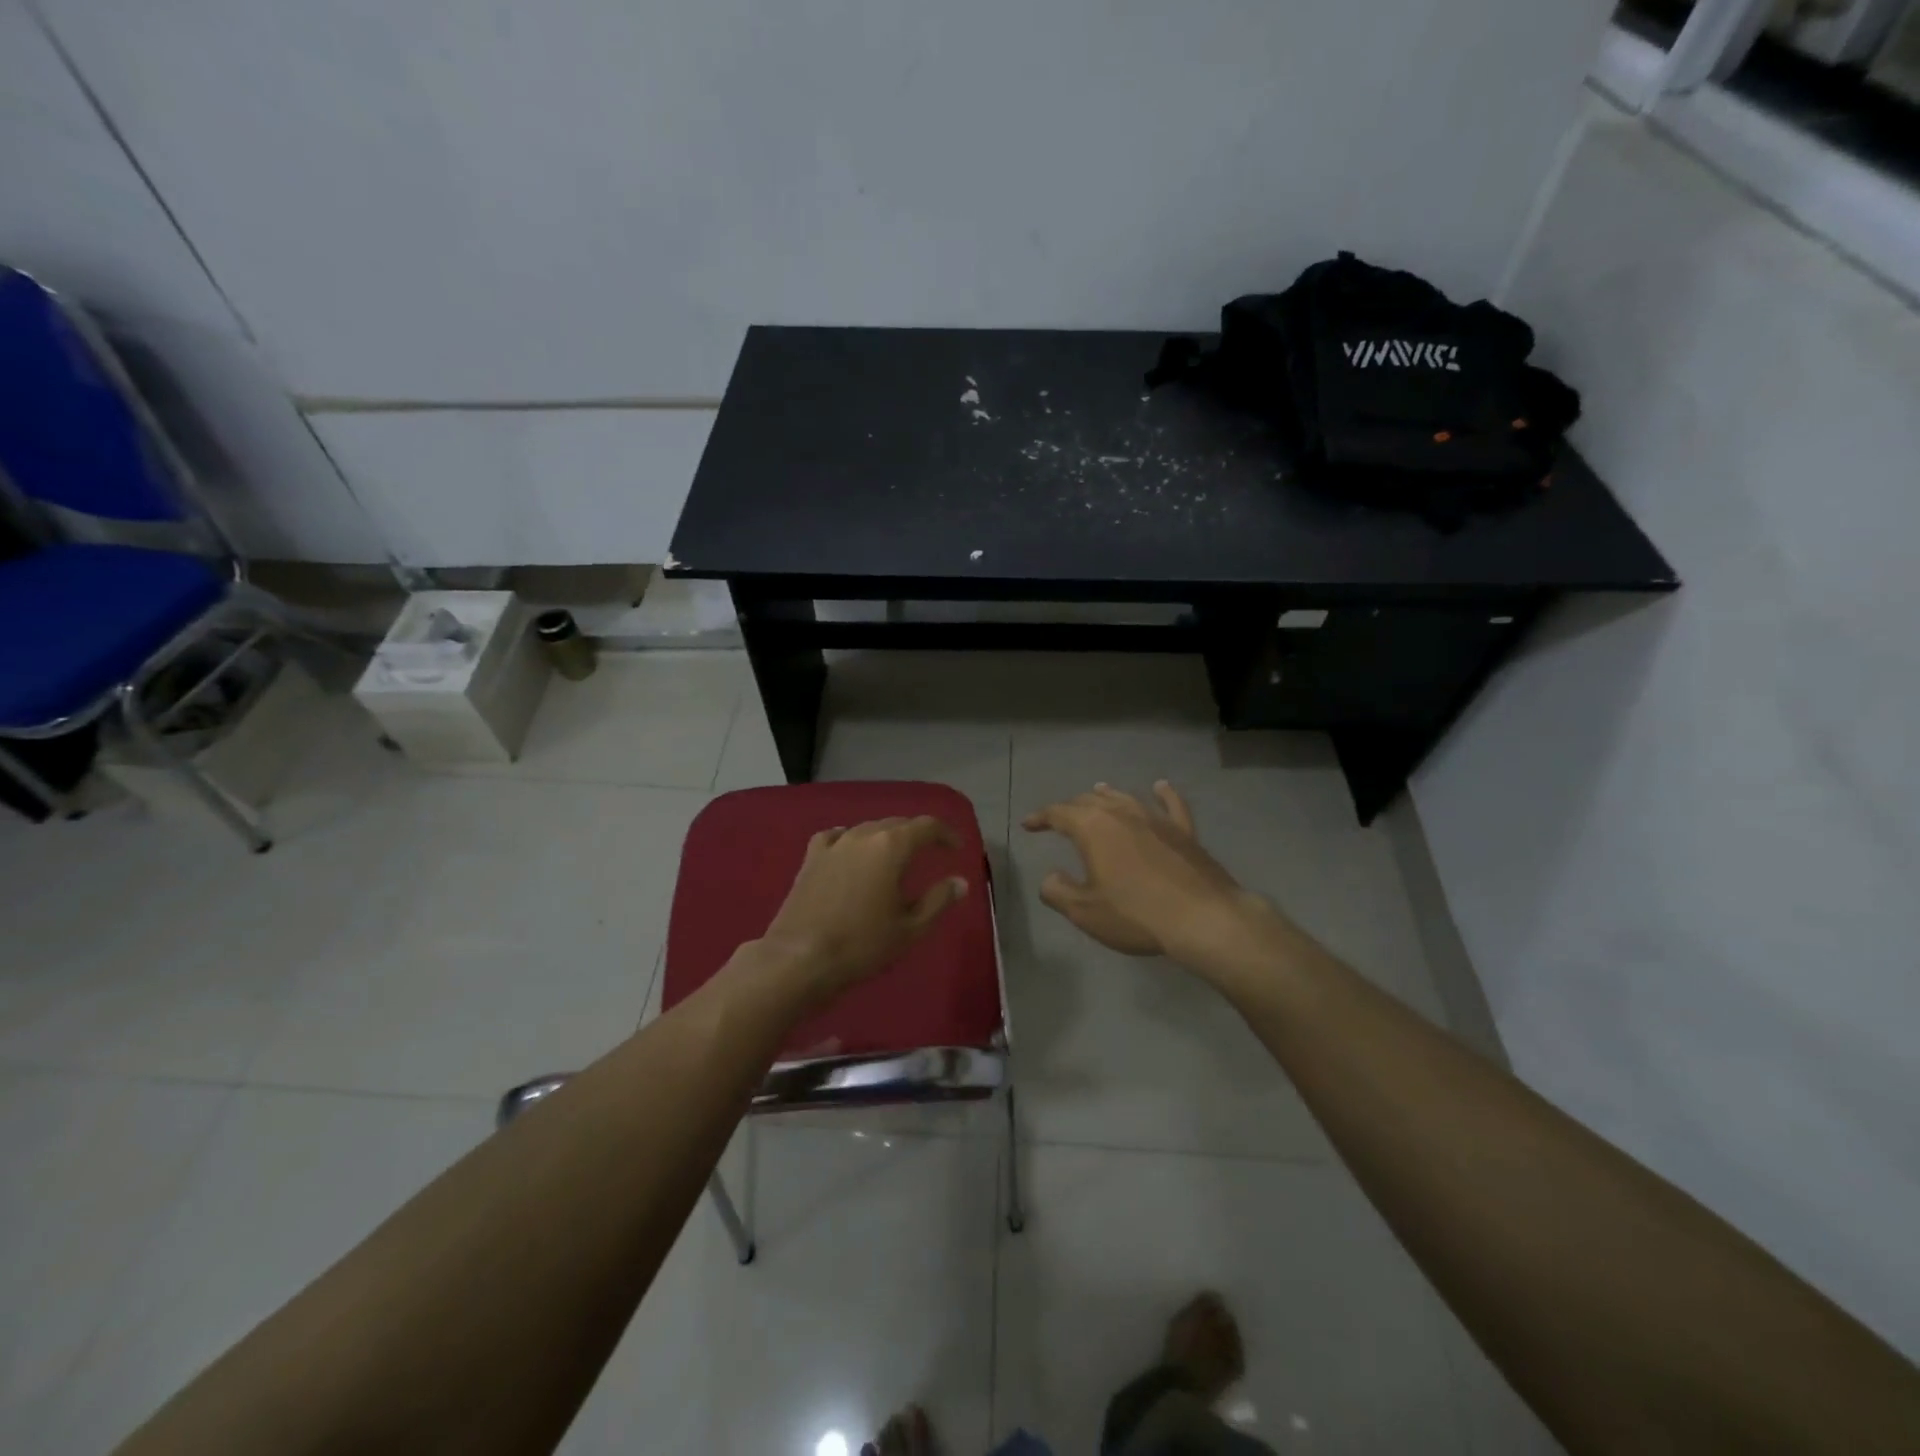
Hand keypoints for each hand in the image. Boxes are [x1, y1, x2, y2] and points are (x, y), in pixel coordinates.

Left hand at [757, 816, 968, 1007]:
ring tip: (895, 855)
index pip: (926, 826)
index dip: (945, 834)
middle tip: (931, 851)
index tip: (957, 848)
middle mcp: (863, 835)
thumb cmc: (862, 944)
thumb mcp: (910, 928)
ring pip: (867, 828)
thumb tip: (960, 882)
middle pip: (897, 823)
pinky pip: (835, 837)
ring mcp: (834, 845)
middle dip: (917, 834)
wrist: (800, 958)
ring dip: (886, 837)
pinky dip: (849, 838)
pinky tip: (850, 849)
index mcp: (891, 846)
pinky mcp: (811, 859)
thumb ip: (938, 900)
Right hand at [1021, 781, 1272, 973]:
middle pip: (1089, 802)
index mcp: (1093, 828)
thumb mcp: (1084, 911)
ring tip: (1096, 790)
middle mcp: (1122, 813)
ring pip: (1125, 798)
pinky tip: (1160, 787)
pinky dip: (1163, 794)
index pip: (1058, 813)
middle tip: (1059, 818)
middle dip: (1070, 808)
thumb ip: (1058, 891)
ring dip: (1107, 795)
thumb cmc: (1136, 914)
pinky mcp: (1184, 832)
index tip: (1028, 825)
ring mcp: (1156, 819)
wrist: (1203, 918)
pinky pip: (1172, 805)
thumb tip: (1050, 877)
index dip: (1040, 817)